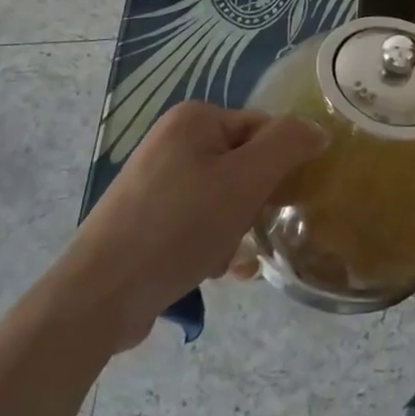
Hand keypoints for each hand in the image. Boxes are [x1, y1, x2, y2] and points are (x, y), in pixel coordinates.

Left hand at [48, 102, 325, 351]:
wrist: (96, 297)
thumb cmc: (178, 228)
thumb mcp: (245, 181)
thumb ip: (288, 145)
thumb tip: (318, 131)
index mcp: (194, 118)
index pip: (263, 129)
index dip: (278, 166)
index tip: (279, 203)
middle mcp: (173, 139)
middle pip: (243, 164)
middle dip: (252, 203)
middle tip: (246, 232)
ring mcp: (155, 179)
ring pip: (222, 196)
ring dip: (233, 228)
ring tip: (223, 259)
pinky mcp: (144, 216)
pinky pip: (196, 219)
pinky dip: (209, 241)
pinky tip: (210, 271)